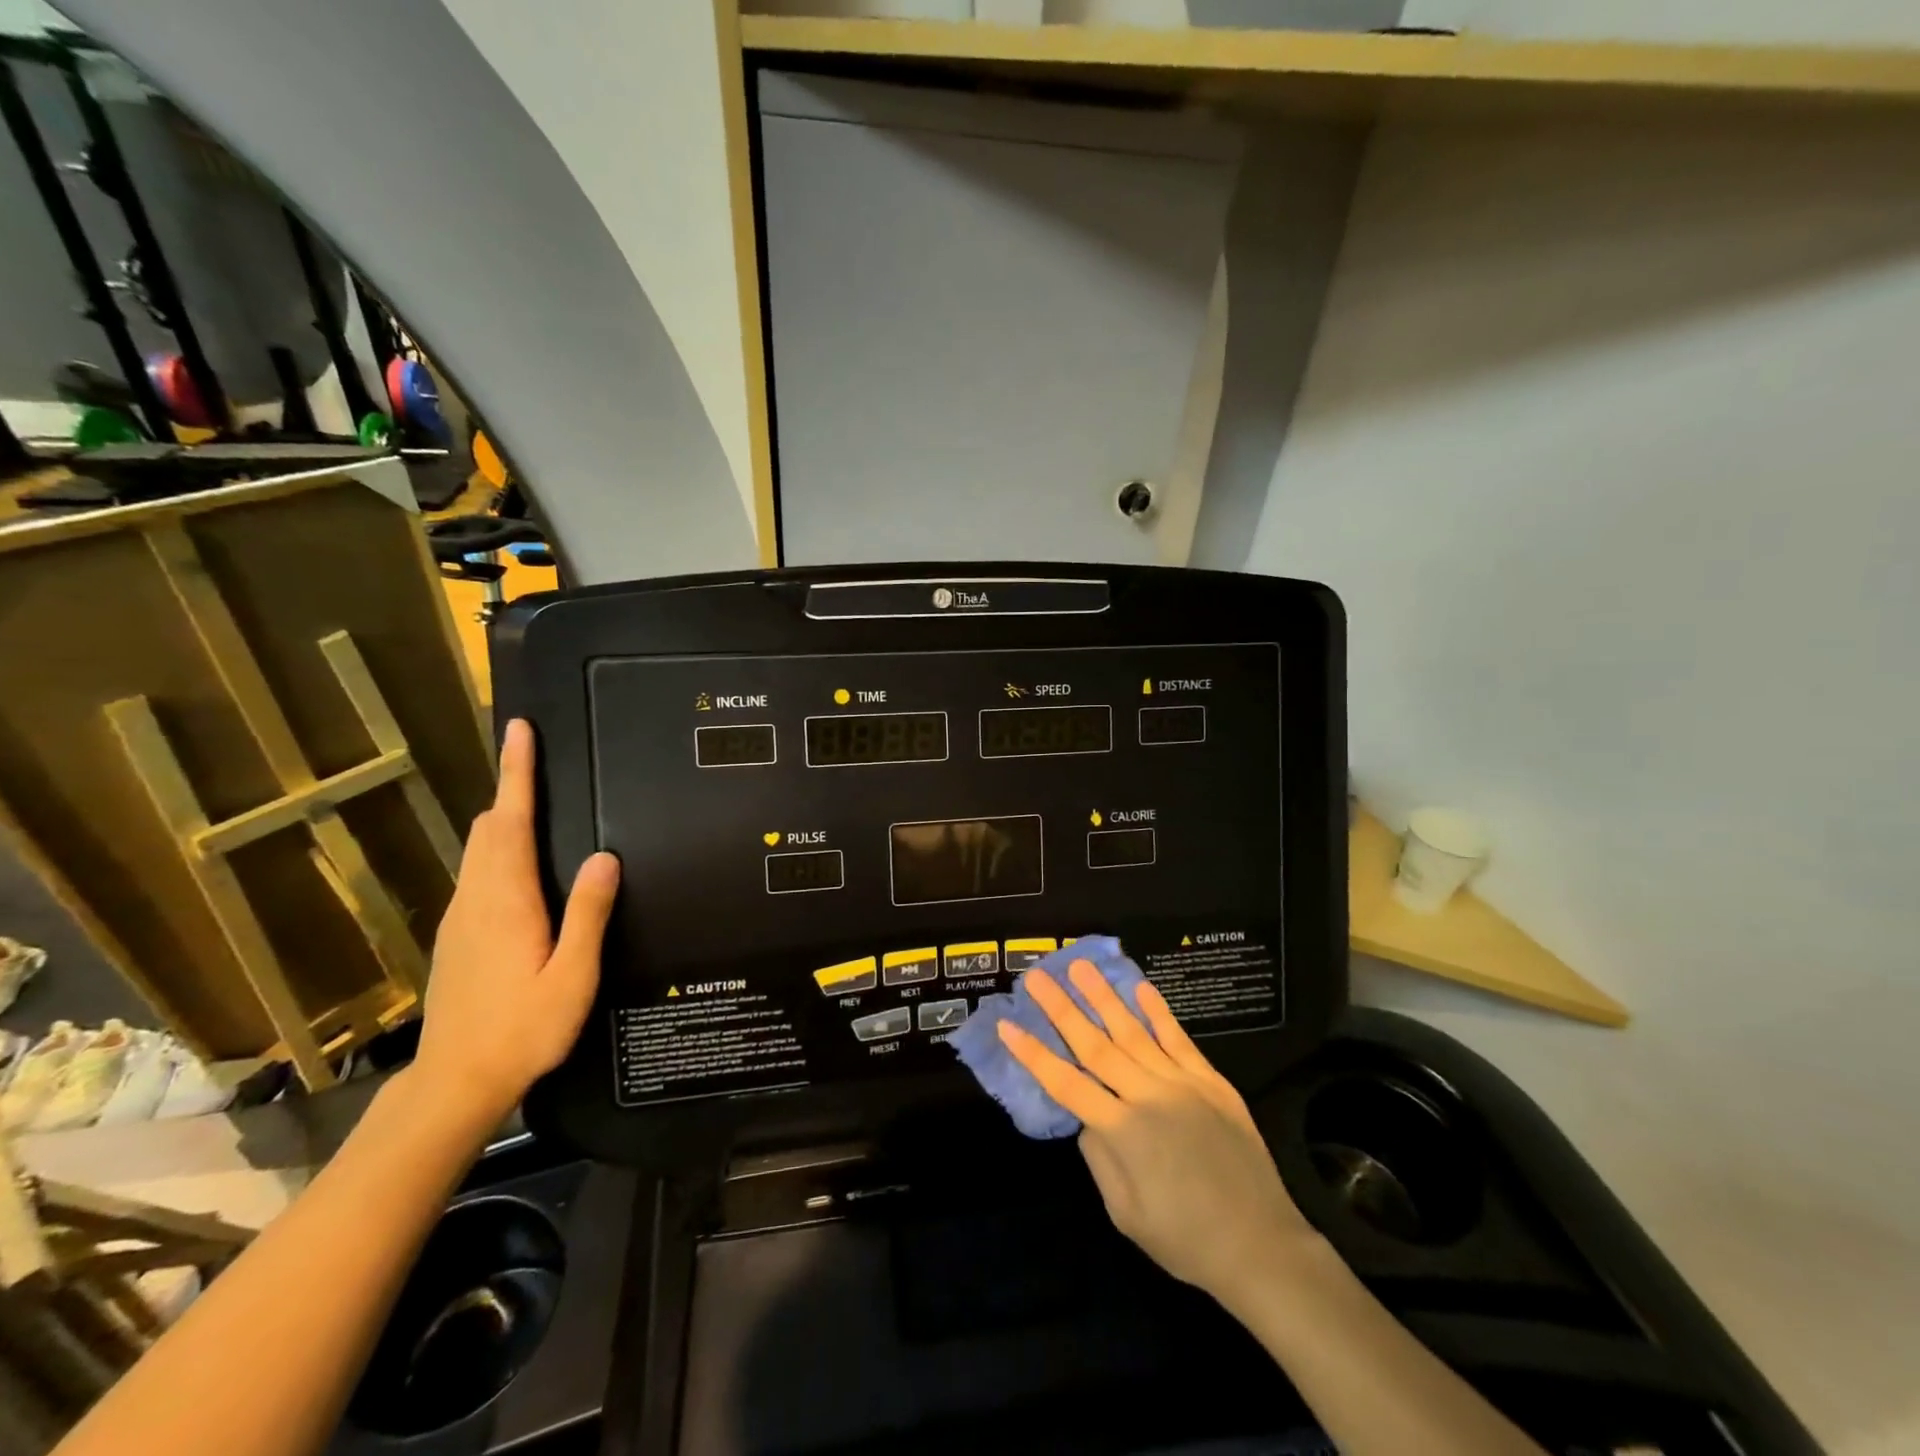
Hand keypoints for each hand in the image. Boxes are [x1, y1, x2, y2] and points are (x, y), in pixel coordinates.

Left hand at [410, 718, 619, 1129]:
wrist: (455, 1083)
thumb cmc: (523, 1030)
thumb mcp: (573, 975)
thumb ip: (588, 913)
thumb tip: (605, 856)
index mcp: (507, 901)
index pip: (510, 821)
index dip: (517, 773)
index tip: (521, 731)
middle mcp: (476, 899)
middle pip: (489, 828)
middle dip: (510, 788)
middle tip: (536, 759)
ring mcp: (460, 917)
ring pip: (479, 849)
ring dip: (503, 817)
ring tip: (533, 800)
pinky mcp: (456, 935)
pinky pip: (478, 873)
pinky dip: (496, 847)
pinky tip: (518, 863)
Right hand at [999, 962, 1314, 1302]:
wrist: (1261, 1245)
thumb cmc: (1185, 1240)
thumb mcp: (1126, 1213)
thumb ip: (1100, 1159)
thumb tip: (1087, 1117)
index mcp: (1123, 1133)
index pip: (1065, 1082)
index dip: (1032, 1053)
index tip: (1007, 1023)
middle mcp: (1148, 1097)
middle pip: (1095, 1045)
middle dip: (1062, 1008)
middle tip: (1037, 976)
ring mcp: (1182, 1084)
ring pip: (1134, 1031)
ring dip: (1104, 996)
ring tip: (1081, 966)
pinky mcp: (1211, 1081)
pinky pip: (1179, 1039)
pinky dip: (1159, 1011)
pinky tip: (1141, 986)